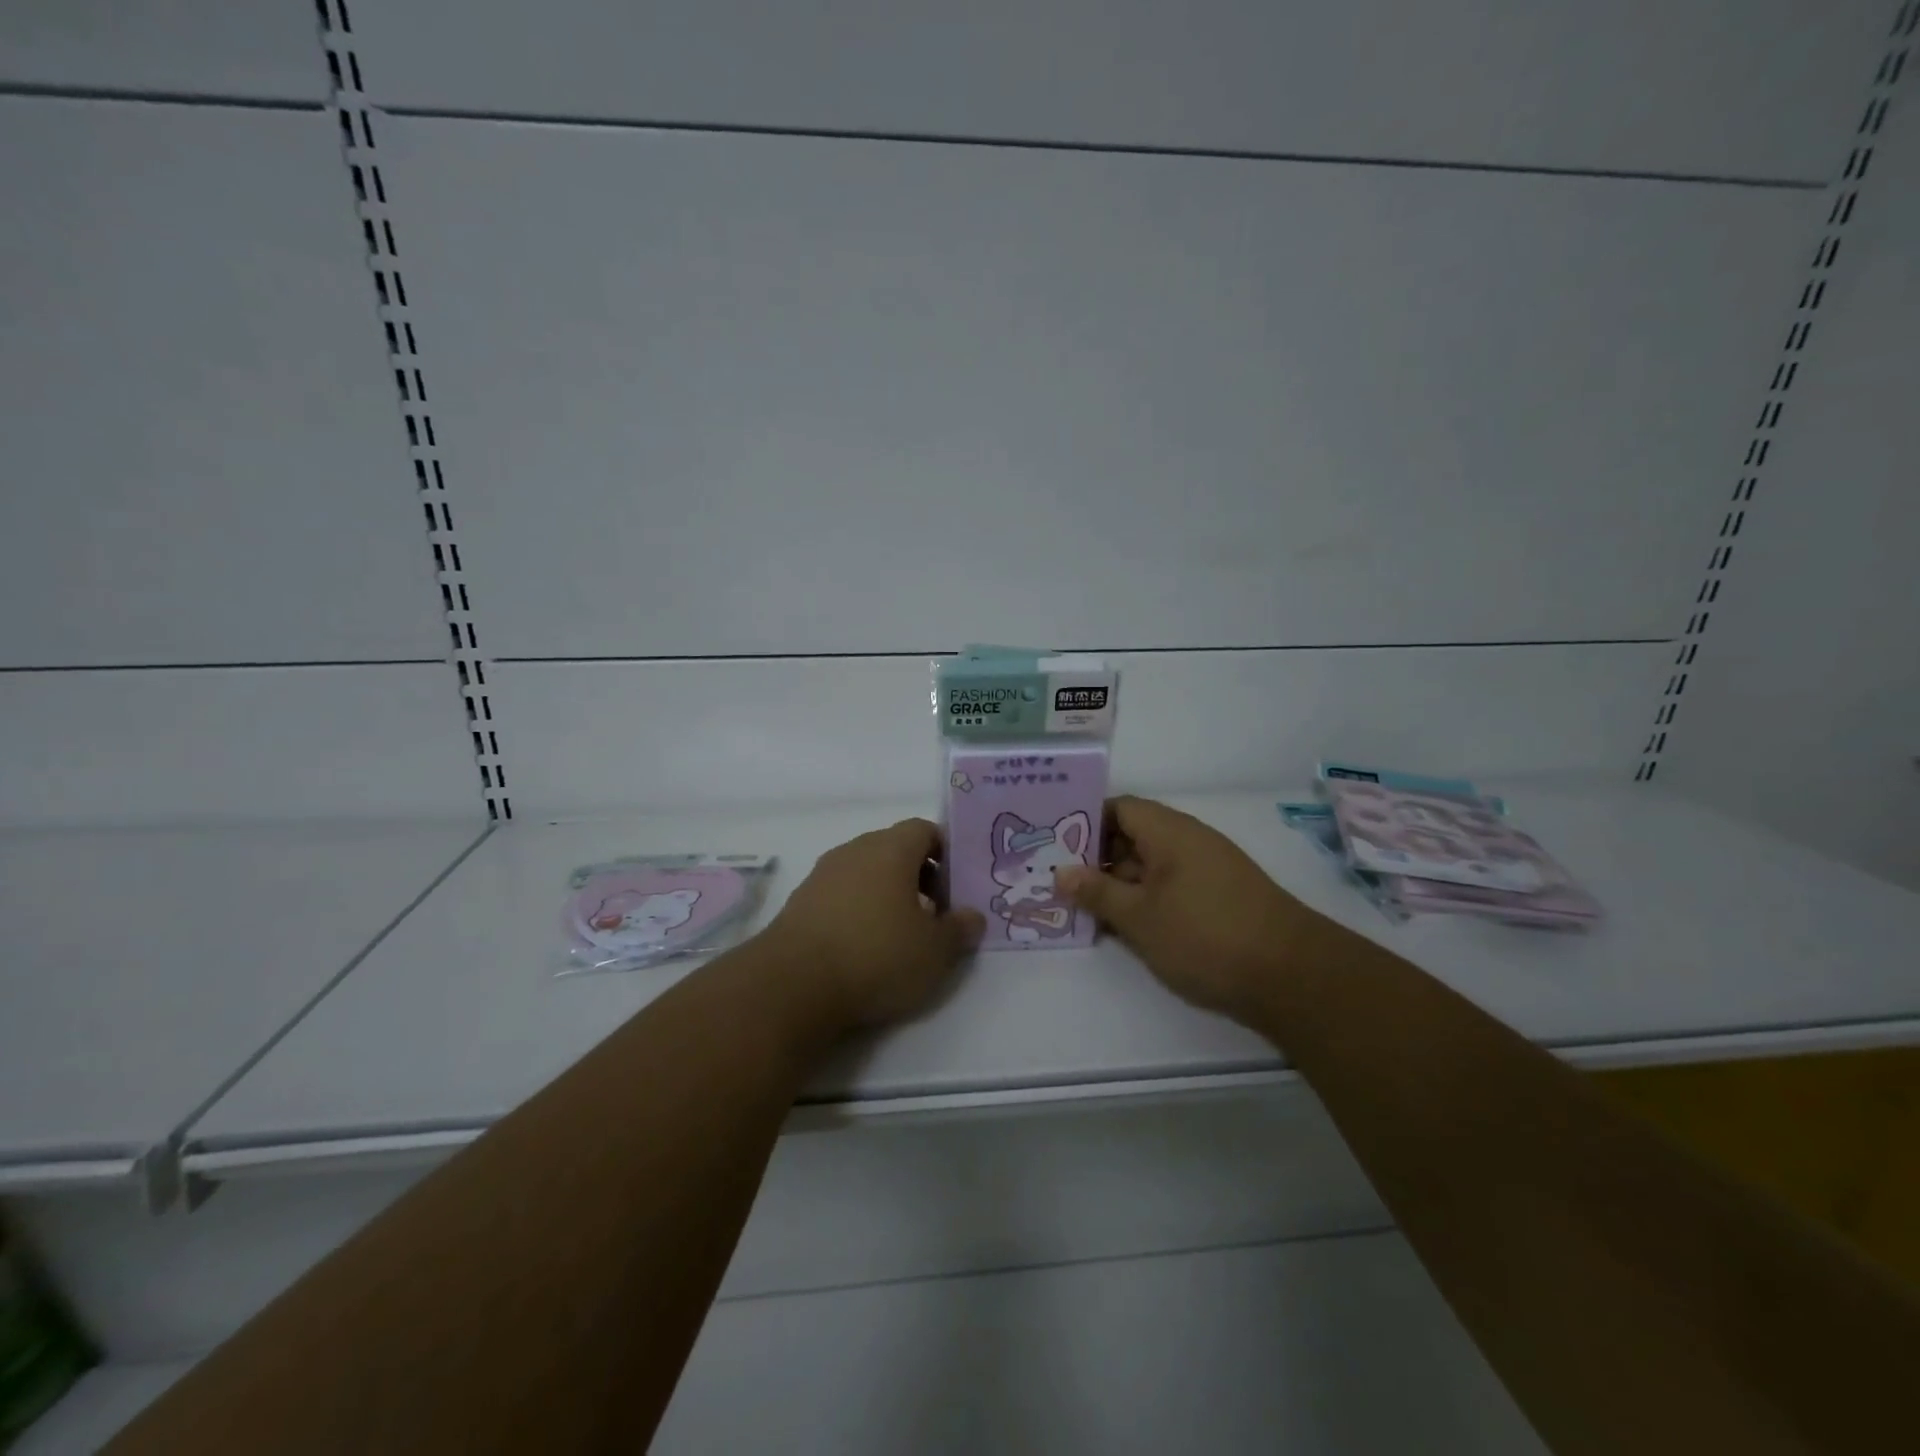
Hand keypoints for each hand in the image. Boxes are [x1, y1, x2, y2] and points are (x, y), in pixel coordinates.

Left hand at [768, 818, 983, 1031]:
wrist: (793, 984)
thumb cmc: (876, 956)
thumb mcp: (935, 951)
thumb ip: (960, 929)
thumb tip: (973, 916)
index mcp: (891, 849)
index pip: (924, 829)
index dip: (945, 851)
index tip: (955, 884)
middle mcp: (855, 850)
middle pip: (894, 848)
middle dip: (918, 874)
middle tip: (934, 912)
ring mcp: (822, 874)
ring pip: (865, 871)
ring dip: (886, 892)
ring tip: (900, 933)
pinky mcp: (800, 901)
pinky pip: (841, 893)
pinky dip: (857, 909)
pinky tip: (863, 946)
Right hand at [1057, 796, 1320, 1023]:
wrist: (1292, 976)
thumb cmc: (1205, 936)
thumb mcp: (1140, 917)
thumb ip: (1097, 893)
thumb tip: (1060, 872)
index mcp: (1169, 831)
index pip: (1118, 808)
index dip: (1084, 822)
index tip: (1054, 846)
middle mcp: (1189, 841)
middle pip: (1132, 836)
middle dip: (1095, 858)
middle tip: (1058, 881)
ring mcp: (1207, 870)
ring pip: (1150, 865)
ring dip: (1118, 883)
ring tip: (1081, 907)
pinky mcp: (1218, 898)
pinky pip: (1169, 886)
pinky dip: (1144, 900)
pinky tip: (1122, 926)